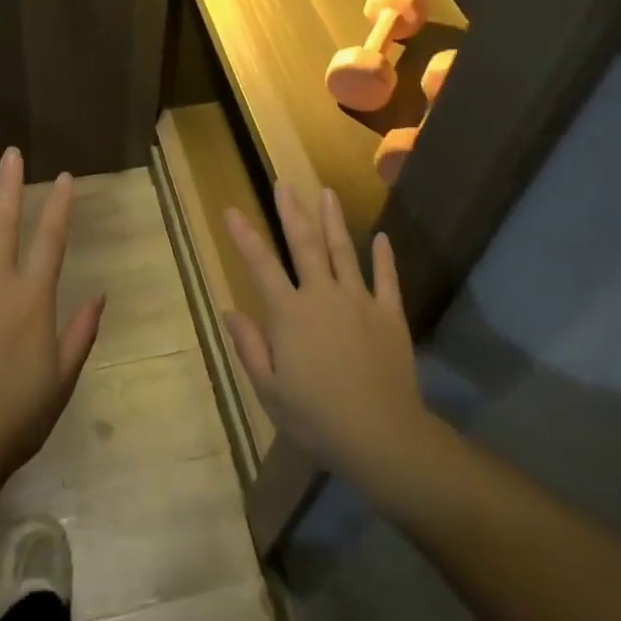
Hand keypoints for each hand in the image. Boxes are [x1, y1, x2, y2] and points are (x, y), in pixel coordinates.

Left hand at [0, 149, 103, 484]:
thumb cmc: (17, 417)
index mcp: (32, 300)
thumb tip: (99, 294)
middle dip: (10, 186)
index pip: (51, 241)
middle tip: (10, 152)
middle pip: (5, 225)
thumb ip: (81, 333)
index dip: (59, 206)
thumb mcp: (62, 379)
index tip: (63, 177)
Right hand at [222, 184, 425, 485]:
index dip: (245, 237)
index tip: (232, 210)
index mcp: (289, 315)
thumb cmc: (317, 419)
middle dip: (292, 212)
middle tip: (284, 184)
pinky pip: (387, 279)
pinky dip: (384, 257)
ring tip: (327, 193)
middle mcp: (322, 296)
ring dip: (333, 220)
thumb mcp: (270, 391)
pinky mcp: (389, 314)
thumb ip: (250, 348)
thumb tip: (231, 312)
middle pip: (305, 245)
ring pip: (344, 251)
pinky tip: (382, 237)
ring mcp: (359, 301)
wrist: (382, 436)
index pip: (261, 266)